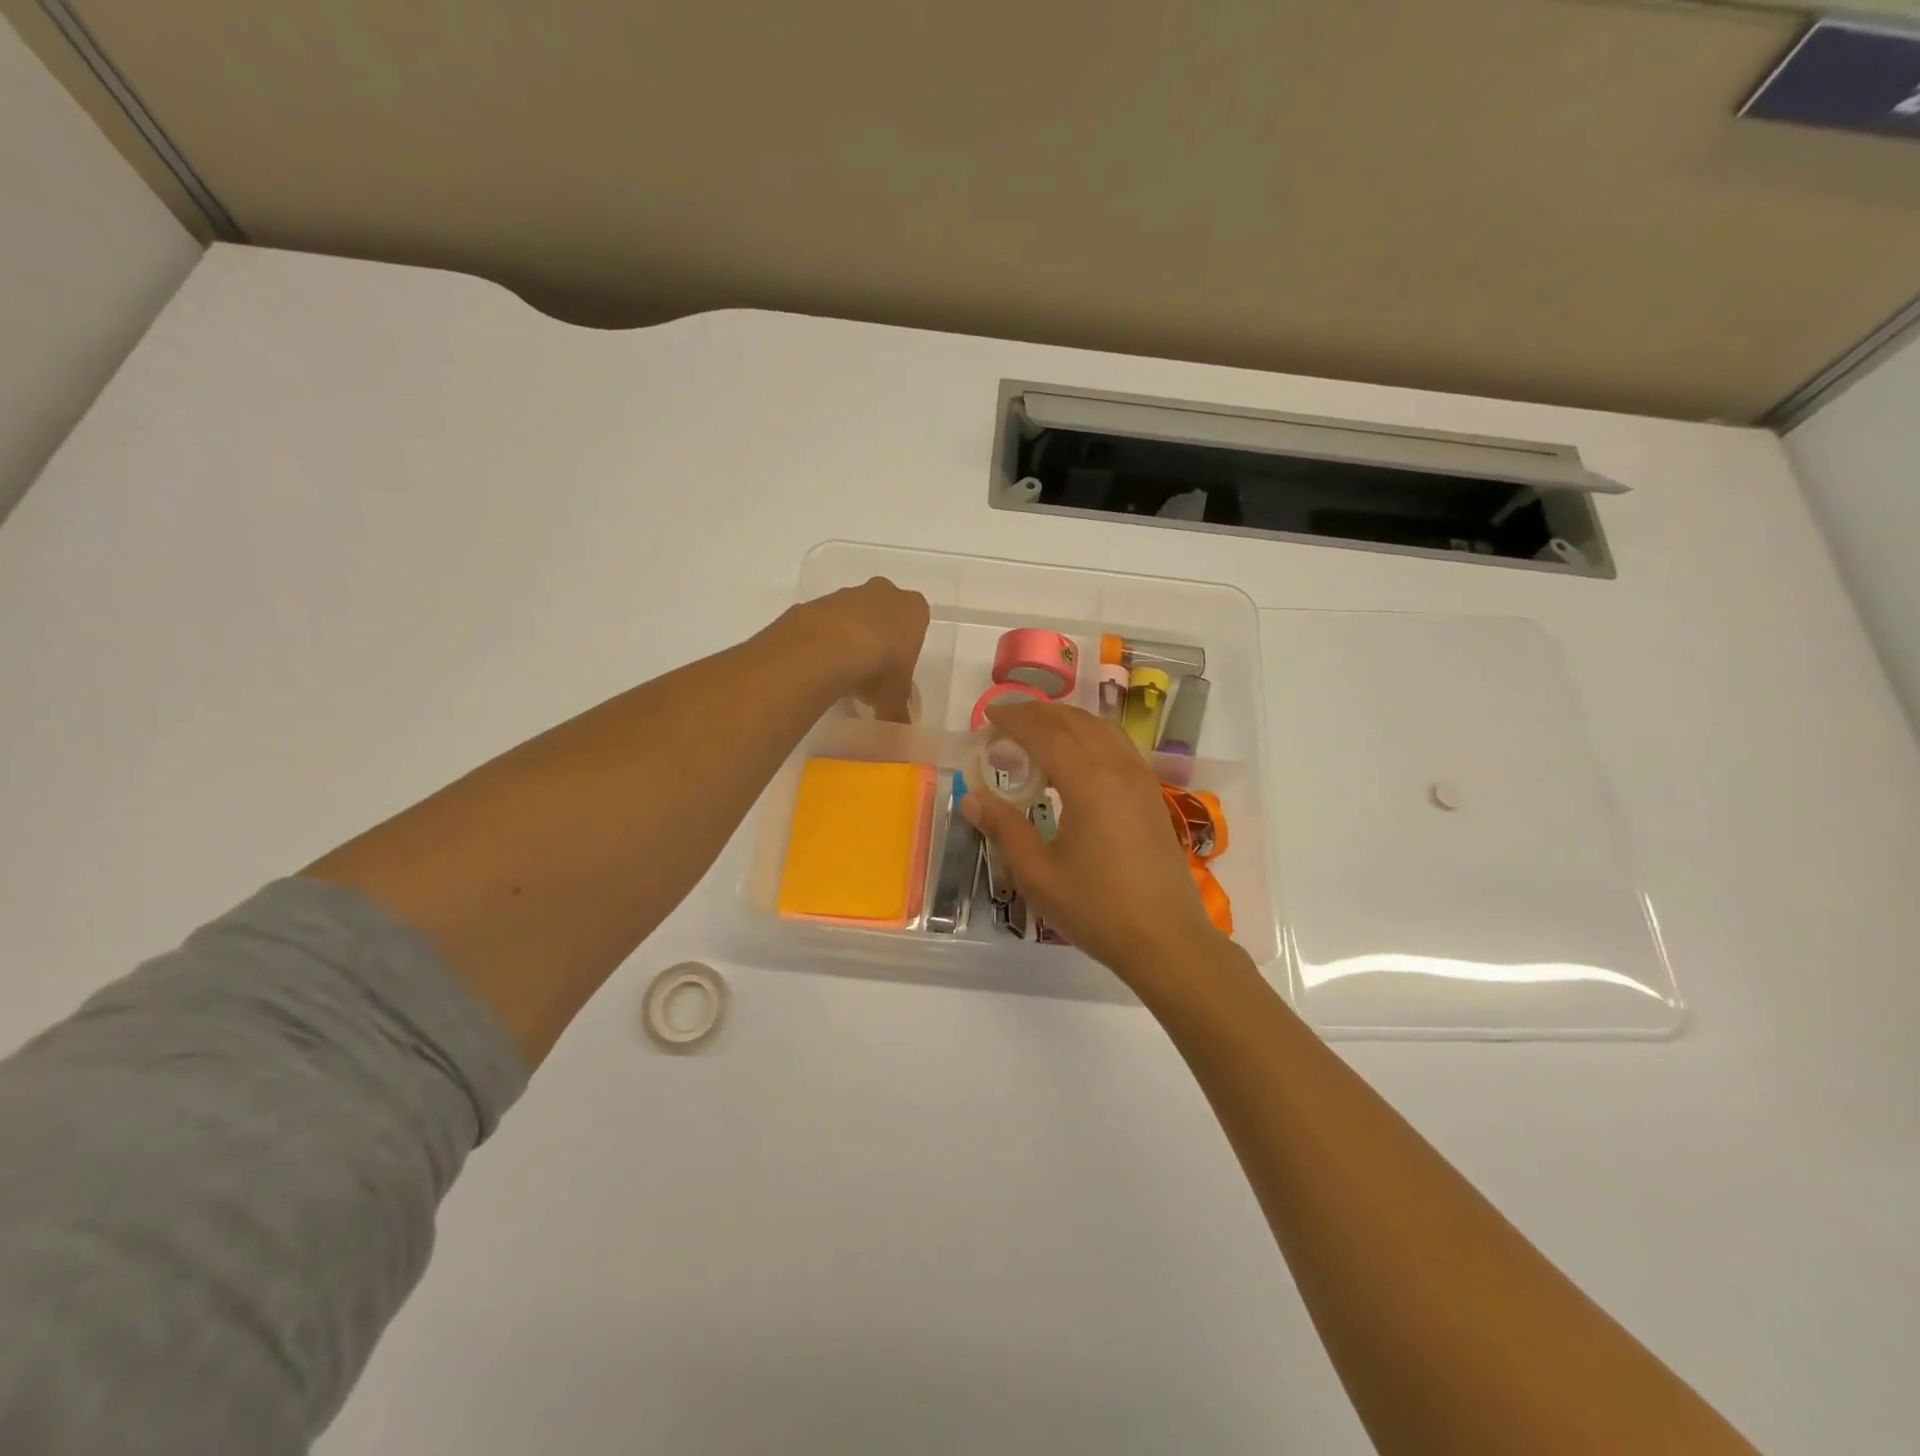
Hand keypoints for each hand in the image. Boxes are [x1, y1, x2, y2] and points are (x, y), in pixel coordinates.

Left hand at [791, 577, 930, 721]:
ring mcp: (848, 594)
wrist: (828, 649)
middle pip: (884, 614)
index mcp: (914, 610)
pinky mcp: (817, 602)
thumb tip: (900, 733)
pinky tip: (820, 664)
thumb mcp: (894, 698)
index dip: (906, 648)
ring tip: (842, 673)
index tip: (896, 670)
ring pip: (853, 615)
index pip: (917, 623)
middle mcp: (884, 593)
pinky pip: (825, 622)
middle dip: (878, 637)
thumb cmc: (879, 668)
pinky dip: (824, 639)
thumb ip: (898, 712)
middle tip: (871, 671)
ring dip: (849, 637)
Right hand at [961, 700, 1226, 986]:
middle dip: (1037, 714)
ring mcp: (1141, 780)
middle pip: (1074, 722)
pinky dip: (1090, 735)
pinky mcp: (1152, 795)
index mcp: (1088, 782)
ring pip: (1101, 729)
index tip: (988, 716)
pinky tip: (1078, 756)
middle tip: (1006, 721)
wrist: (1166, 940)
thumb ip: (1004, 830)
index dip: (1014, 719)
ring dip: (1066, 720)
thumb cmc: (1097, 909)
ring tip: (1038, 730)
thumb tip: (971, 799)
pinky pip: (1118, 746)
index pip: (1045, 733)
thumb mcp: (1038, 875)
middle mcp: (1118, 768)